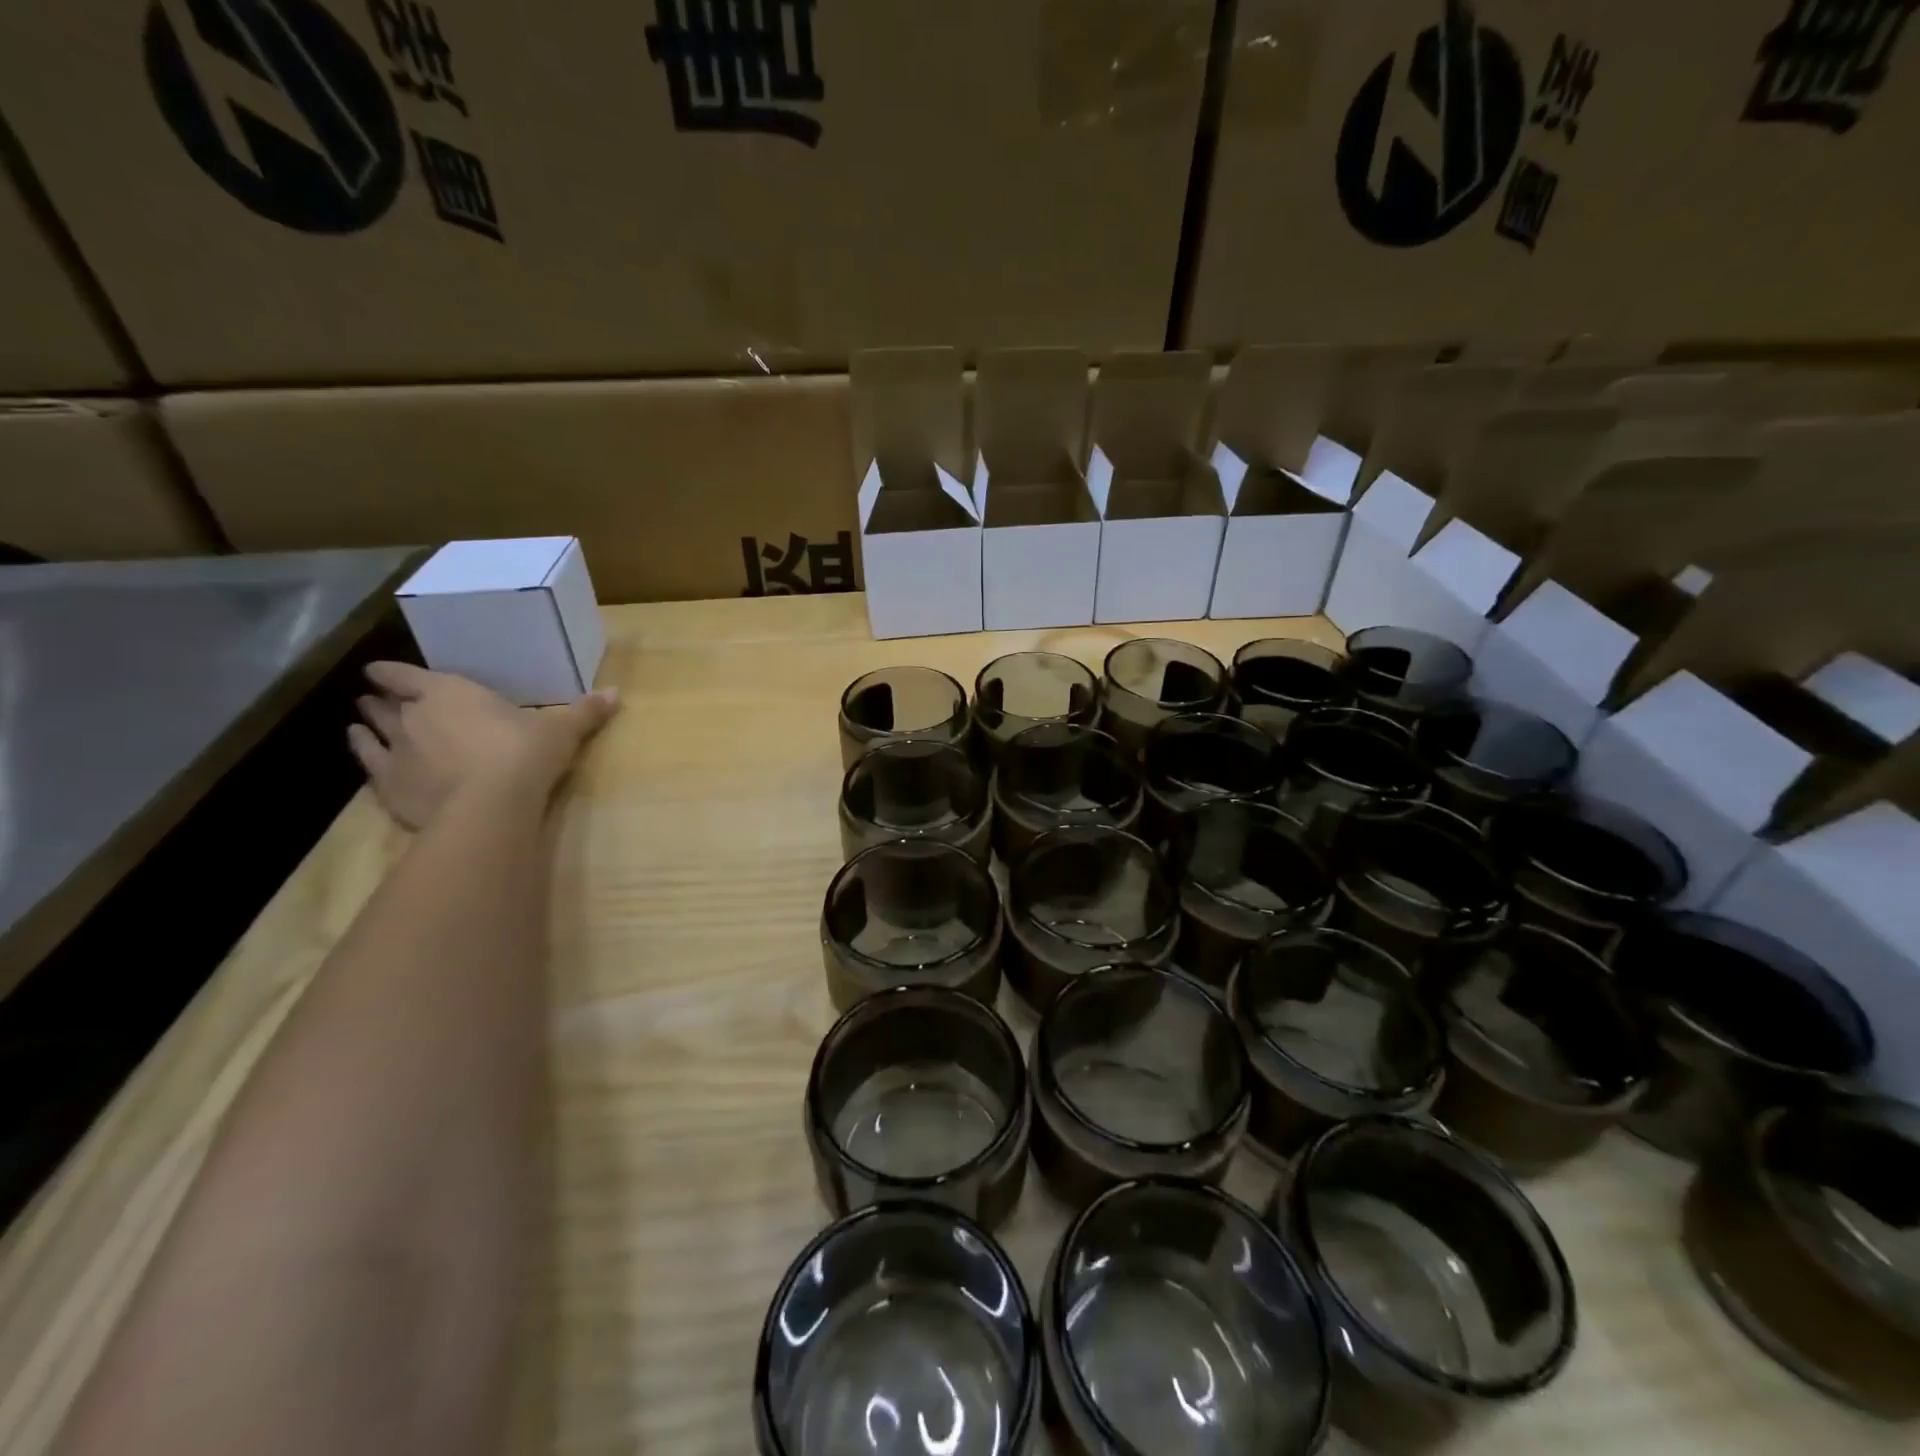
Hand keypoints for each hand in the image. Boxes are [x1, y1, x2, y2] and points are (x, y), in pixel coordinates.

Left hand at [347, 662, 618, 830]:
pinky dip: (363, 755)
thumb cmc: (525, 754)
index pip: (405, 674)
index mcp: (448, 692)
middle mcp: (412, 716)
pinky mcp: (389, 787)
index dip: (391, 672)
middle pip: (385, 702)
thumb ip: (584, 712)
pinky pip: (367, 766)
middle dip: (381, 699)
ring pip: (369, 731)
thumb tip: (616, 692)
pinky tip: (364, 755)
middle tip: (379, 699)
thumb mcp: (561, 731)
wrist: (490, 806)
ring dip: (366, 725)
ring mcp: (395, 752)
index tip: (380, 672)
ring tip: (363, 723)